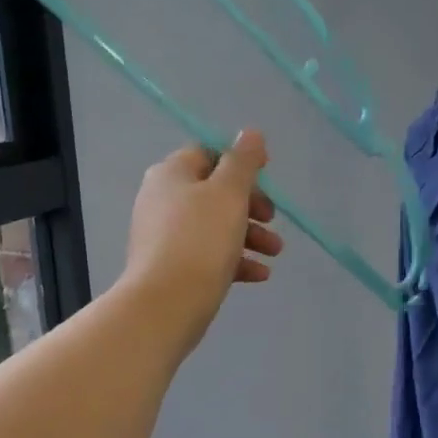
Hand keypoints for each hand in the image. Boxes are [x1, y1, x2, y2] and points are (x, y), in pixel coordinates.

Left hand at [119, 130, 282, 355]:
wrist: (166, 304)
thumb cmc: (200, 240)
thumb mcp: (229, 193)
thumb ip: (242, 161)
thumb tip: (251, 133)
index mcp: (171, 174)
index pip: (208, 154)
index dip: (239, 162)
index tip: (267, 176)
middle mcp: (161, 200)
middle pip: (213, 193)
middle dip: (250, 206)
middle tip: (272, 220)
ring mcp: (164, 237)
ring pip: (214, 227)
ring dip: (249, 236)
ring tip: (275, 253)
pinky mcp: (170, 269)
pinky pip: (207, 257)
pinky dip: (234, 261)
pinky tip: (259, 275)